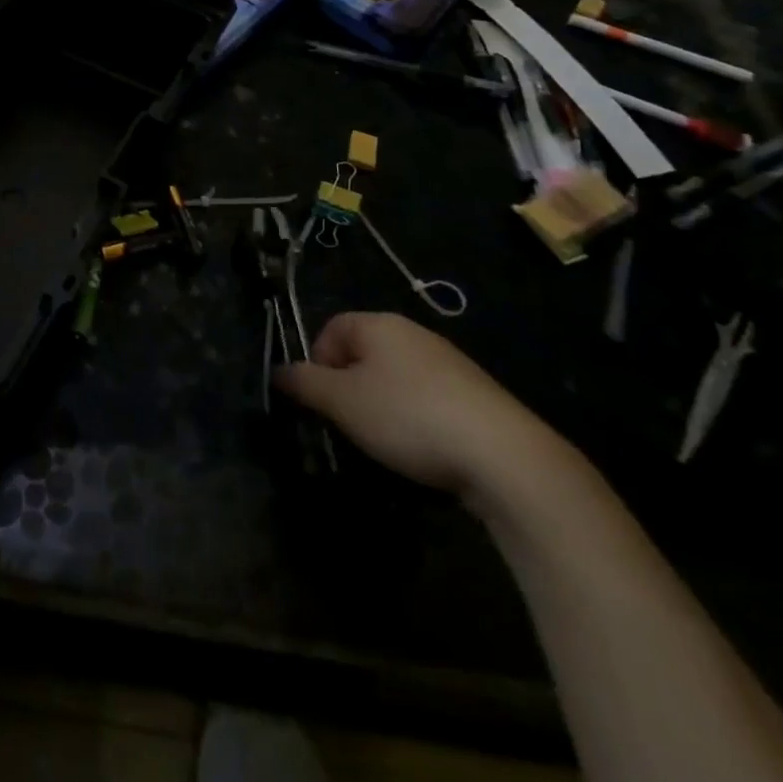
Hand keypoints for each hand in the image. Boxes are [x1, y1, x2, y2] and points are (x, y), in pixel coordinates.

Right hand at [275, 312, 573, 505]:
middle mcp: (414, 333)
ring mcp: (450, 364)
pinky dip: (416, 419)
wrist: (504, 456)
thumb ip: (304, 383)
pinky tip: (423, 449)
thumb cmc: (407, 416)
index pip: (332, 328)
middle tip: (348, 423)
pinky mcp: (476, 396)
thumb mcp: (342, 402)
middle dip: (349, 387)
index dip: (317, 361)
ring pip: (396, 378)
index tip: (321, 400)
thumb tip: (278, 371)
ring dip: (382, 405)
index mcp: (379, 324)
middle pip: (364, 353)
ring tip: (385, 441)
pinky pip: (428, 399)